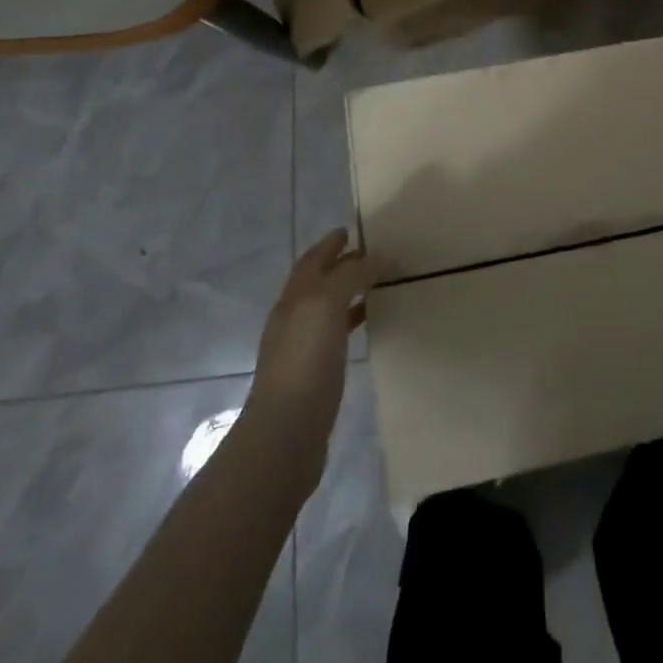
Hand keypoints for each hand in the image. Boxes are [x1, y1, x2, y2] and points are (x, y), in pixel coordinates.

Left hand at [245, 229, 373, 491]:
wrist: (286, 433)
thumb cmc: (305, 360)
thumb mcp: (327, 304)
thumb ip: (350, 275)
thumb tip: (375, 258)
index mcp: (294, 298)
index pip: (311, 260)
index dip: (329, 243)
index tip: (350, 229)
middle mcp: (293, 318)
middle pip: (317, 282)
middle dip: (339, 264)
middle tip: (371, 253)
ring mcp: (301, 348)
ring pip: (327, 307)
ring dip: (347, 291)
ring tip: (376, 283)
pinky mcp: (314, 374)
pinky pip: (335, 333)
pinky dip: (351, 320)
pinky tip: (368, 324)